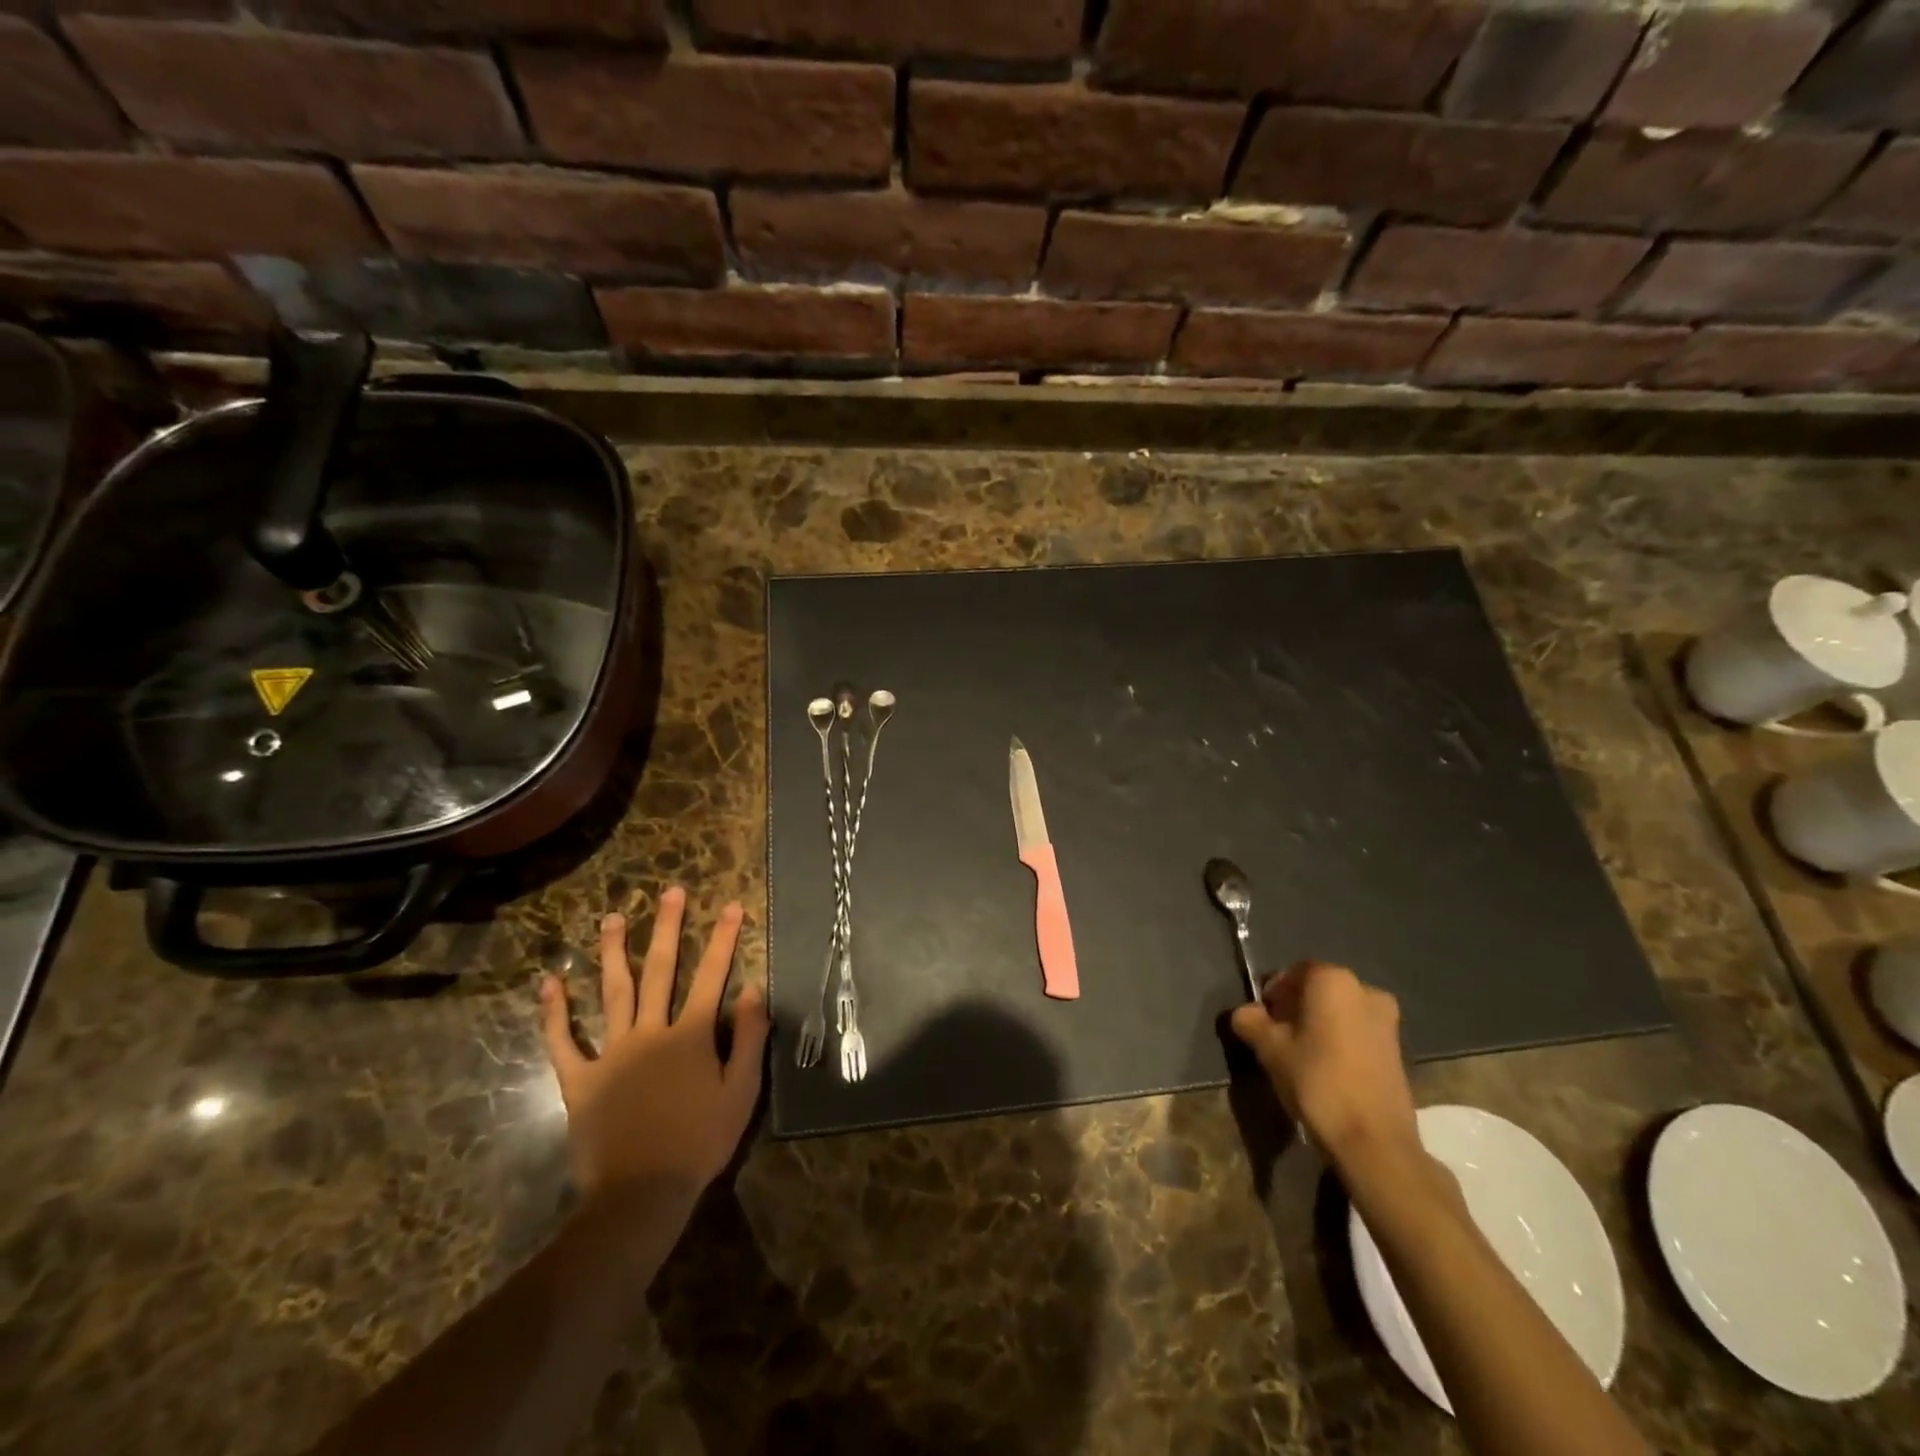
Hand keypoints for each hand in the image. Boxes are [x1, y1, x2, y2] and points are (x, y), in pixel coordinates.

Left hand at [538, 887, 769, 1207]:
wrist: (641, 1193)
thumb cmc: (700, 1141)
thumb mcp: (742, 1091)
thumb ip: (750, 1036)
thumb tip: (755, 987)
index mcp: (691, 1035)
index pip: (712, 976)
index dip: (723, 939)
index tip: (731, 906)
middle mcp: (650, 1032)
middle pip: (660, 971)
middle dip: (667, 928)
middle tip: (670, 892)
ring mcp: (611, 1053)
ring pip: (612, 993)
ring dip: (613, 953)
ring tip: (612, 918)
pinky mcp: (580, 1080)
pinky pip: (563, 1042)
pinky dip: (554, 1013)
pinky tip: (549, 983)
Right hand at [1229, 961, 1420, 1170]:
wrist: (1373, 1141)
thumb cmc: (1317, 1081)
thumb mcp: (1270, 1049)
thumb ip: (1251, 1021)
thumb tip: (1245, 1013)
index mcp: (1333, 980)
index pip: (1293, 973)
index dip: (1272, 993)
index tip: (1260, 1018)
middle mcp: (1365, 990)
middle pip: (1318, 990)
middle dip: (1295, 1008)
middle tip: (1276, 1037)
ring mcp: (1388, 1021)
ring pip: (1339, 1012)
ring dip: (1318, 1025)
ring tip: (1300, 1056)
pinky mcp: (1398, 1050)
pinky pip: (1357, 1032)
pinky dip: (1339, 1042)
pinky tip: (1326, 1069)